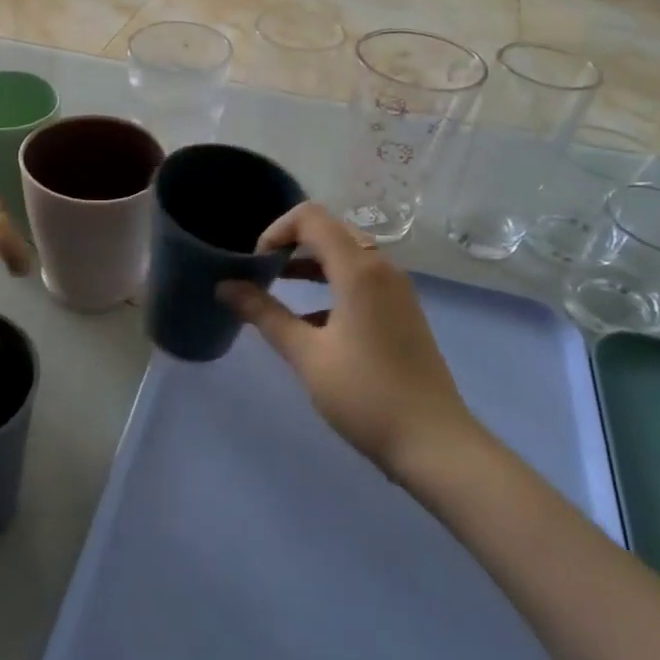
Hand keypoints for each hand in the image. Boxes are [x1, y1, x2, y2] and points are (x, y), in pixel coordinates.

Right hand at [219, 204, 479, 473]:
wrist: (434, 442)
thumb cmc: (365, 395)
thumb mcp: (306, 355)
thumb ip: (264, 314)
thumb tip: (225, 287)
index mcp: (359, 270)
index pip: (311, 218)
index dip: (276, 230)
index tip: (256, 263)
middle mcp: (382, 268)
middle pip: (330, 231)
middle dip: (291, 244)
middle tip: (261, 273)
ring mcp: (397, 289)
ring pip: (346, 255)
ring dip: (310, 264)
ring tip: (277, 290)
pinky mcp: (402, 310)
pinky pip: (361, 279)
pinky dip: (331, 284)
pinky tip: (310, 321)